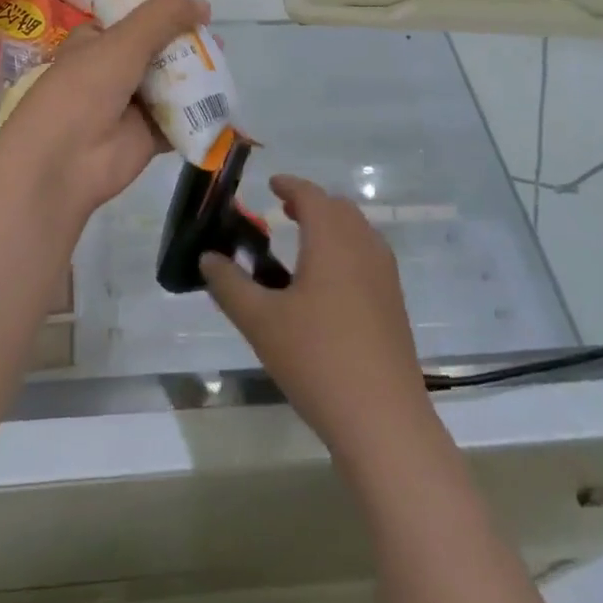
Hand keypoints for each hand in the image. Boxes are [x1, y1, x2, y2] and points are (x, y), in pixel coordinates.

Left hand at [0, 0, 208, 222]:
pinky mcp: (146, 137)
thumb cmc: (84, 89)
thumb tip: (204, 5)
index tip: (198, 10)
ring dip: (196, 77)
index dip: (164, 13)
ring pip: (170, 85)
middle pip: (158, 52)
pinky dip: (198, 114)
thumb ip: (162, 17)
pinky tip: (224, 104)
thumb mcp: (122, 41)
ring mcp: (130, 106)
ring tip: (225, 68)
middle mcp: (112, 70)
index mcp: (96, 42)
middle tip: (218, 42)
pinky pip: (179, 121)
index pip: (134, 20)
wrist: (63, 162)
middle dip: (187, 45)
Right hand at [204, 176, 435, 464]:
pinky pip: (368, 256)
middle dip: (311, 203)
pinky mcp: (394, 303)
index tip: (271, 184)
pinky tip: (327, 284)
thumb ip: (230, 285)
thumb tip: (207, 258)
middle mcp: (364, 246)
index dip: (290, 184)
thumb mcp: (261, 321)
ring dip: (331, 226)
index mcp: (332, 239)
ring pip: (357, 231)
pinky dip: (346, 250)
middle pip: (339, 208)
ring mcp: (385, 275)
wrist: (383, 419)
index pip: (311, 195)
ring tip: (303, 244)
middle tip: (283, 211)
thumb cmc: (317, 359)